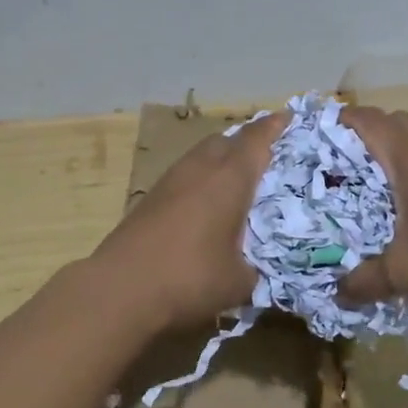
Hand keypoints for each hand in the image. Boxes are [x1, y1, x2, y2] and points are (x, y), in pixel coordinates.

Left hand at [88, 110, 289, 333]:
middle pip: (226, 140)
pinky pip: (185, 175)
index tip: (288, 118)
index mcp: (229, 179)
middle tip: (266, 157)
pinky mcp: (150, 198)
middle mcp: (200, 169)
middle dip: (246, 143)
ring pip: (201, 156)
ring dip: (220, 161)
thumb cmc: (189, 278)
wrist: (119, 289)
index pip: (257, 140)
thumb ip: (257, 268)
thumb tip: (260, 268)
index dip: (274, 127)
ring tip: (236, 182)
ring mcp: (170, 181)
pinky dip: (201, 180)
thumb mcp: (239, 282)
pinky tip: (205, 206)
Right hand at [336, 106, 407, 309]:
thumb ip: (364, 280)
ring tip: (372, 179)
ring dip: (393, 147)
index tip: (316, 138)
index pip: (368, 120)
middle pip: (392, 120)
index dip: (340, 122)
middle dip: (365, 133)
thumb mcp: (404, 272)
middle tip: (342, 161)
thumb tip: (337, 292)